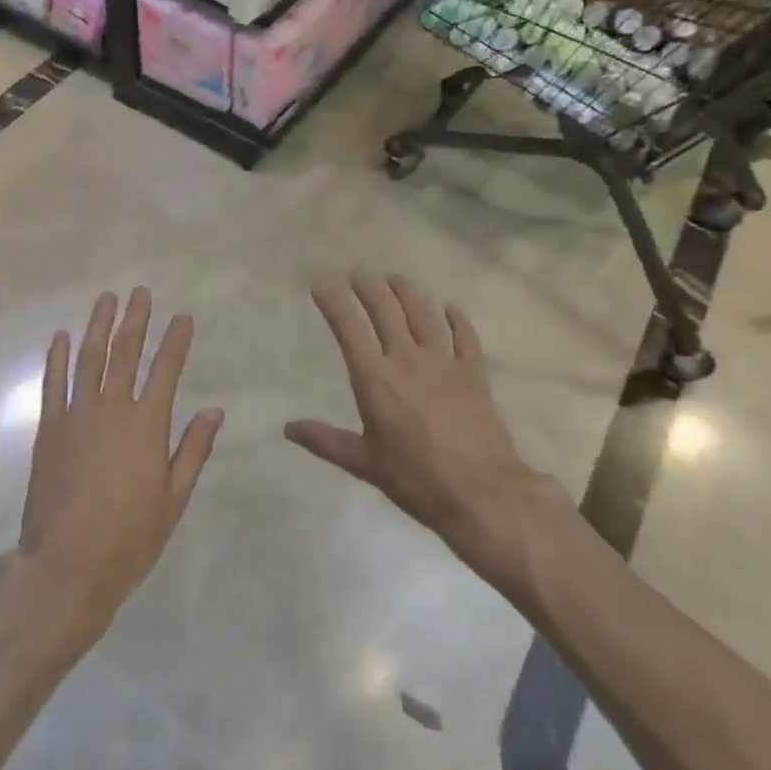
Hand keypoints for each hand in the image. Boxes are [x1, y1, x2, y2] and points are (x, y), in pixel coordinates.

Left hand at [18, 289, 221, 641]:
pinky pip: (53, 383)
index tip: (182, 317)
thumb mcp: (173, 498)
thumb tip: (214, 411)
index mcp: (146, 425)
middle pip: (125, 353)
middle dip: (135, 319)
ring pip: (89, 359)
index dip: (175, 341)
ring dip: (98, 326)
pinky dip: (58, 358)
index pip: (165, 370)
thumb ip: (193, 450)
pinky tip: (61, 337)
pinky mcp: (49, 429)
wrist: (66, 565)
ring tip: (106, 299)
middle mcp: (112, 409)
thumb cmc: (129, 537)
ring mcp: (76, 415)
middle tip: (139, 292)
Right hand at [286, 276, 571, 594]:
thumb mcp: (364, 463)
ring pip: (423, 315)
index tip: (321, 287)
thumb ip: (325, 441)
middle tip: (359, 276)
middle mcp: (407, 360)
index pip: (348, 329)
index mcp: (375, 379)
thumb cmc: (416, 479)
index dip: (333, 304)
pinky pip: (465, 337)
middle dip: (369, 289)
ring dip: (408, 294)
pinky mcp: (473, 374)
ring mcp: (444, 363)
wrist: (482, 492)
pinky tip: (451, 308)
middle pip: (386, 311)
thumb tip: (288, 428)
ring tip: (396, 280)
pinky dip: (458, 320)